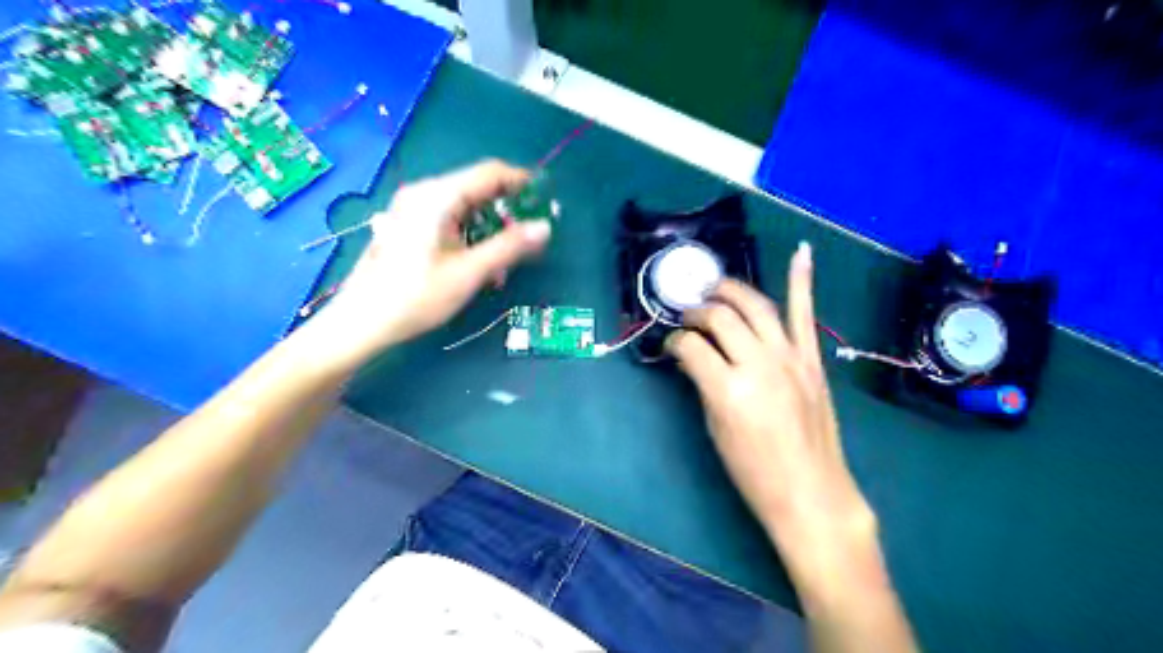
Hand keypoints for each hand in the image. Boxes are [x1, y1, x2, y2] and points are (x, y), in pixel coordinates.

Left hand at [313, 158, 551, 362]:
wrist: (361, 321)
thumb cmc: (415, 296)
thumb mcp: (469, 273)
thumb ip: (509, 246)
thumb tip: (545, 227)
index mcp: (438, 196)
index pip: (490, 172)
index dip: (521, 181)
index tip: (546, 199)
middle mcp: (424, 193)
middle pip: (477, 188)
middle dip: (507, 211)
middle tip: (528, 239)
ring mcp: (413, 208)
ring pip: (464, 206)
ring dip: (489, 227)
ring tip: (504, 261)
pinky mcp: (408, 224)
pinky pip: (449, 219)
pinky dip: (470, 234)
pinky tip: (477, 261)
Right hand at [668, 248, 877, 577]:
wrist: (811, 493)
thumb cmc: (754, 471)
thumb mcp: (715, 428)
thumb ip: (703, 384)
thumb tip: (692, 356)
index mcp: (728, 390)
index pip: (691, 346)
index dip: (674, 342)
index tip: (671, 345)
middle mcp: (759, 364)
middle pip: (721, 316)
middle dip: (697, 310)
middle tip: (689, 316)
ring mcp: (790, 358)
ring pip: (756, 305)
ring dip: (732, 290)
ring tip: (716, 289)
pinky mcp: (811, 360)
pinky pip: (805, 314)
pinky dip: (802, 281)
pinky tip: (801, 252)